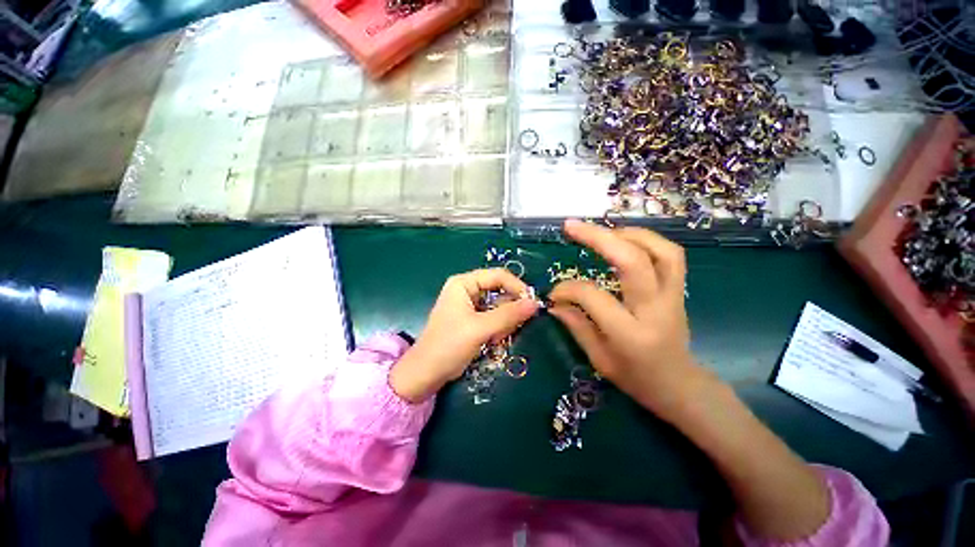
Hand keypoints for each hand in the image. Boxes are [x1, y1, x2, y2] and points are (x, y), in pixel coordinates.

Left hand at [390, 269, 540, 402]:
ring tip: (498, 337)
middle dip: (510, 308)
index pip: (498, 276)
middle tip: (515, 326)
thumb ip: (508, 315)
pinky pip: (494, 317)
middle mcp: (467, 289)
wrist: (426, 374)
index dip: (517, 287)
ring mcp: (469, 305)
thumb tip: (535, 303)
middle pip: (499, 290)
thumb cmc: (449, 345)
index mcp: (464, 283)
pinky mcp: (472, 319)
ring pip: (499, 305)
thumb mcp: (480, 328)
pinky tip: (494, 340)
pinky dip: (498, 327)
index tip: (532, 304)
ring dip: (504, 321)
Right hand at [549, 219, 709, 420]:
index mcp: (631, 335)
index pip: (593, 297)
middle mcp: (655, 310)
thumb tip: (554, 302)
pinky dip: (646, 240)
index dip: (568, 289)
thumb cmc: (637, 379)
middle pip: (633, 261)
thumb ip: (576, 326)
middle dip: (599, 237)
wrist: (680, 385)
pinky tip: (624, 240)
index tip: (554, 293)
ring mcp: (673, 297)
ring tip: (601, 231)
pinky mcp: (679, 290)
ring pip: (660, 251)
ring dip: (628, 233)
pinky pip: (670, 255)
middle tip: (572, 226)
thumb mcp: (599, 359)